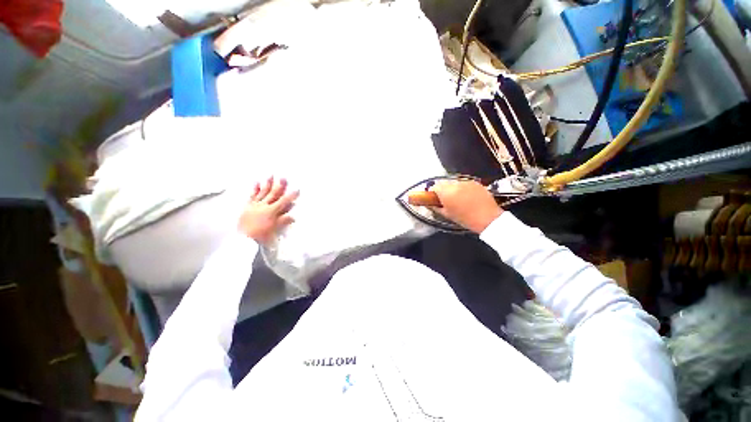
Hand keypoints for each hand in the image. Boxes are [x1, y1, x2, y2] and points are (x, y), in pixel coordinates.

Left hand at [238, 177, 298, 244]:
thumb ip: (283, 220)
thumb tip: (293, 215)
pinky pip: (252, 196)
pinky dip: (255, 189)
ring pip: (263, 192)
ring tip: (271, 175)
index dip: (291, 195)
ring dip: (267, 184)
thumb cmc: (261, 235)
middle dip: (280, 185)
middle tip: (284, 177)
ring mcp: (255, 205)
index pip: (284, 201)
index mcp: (272, 211)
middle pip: (273, 194)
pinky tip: (256, 183)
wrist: (243, 239)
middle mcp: (263, 205)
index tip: (297, 189)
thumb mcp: (274, 229)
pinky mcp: (248, 206)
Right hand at [431, 180, 502, 232]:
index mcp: (446, 192)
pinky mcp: (475, 182)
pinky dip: (463, 188)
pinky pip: (464, 183)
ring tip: (459, 199)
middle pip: (444, 183)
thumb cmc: (465, 219)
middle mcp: (455, 184)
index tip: (435, 199)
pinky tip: (468, 197)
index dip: (433, 193)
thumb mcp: (447, 215)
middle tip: (447, 200)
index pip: (434, 187)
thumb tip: (429, 204)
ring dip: (453, 189)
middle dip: (443, 190)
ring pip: (454, 183)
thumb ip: (435, 207)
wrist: (488, 218)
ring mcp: (466, 182)